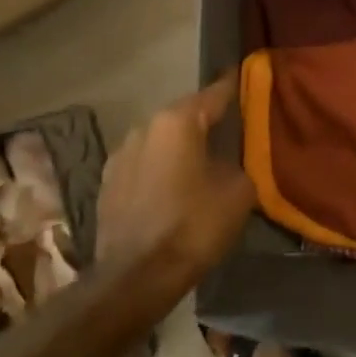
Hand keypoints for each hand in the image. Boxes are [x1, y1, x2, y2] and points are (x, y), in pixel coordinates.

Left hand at [96, 74, 257, 276]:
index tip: (248, 78)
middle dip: (207, 122)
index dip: (235, 87)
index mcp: (177, 121)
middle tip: (232, 131)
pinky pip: (144, 165)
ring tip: (203, 163)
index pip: (215, 93)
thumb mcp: (239, 192)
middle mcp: (144, 128)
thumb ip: (240, 164)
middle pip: (185, 116)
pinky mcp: (107, 184)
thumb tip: (231, 162)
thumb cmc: (193, 226)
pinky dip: (161, 169)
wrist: (135, 277)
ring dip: (180, 148)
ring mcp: (120, 155)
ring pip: (161, 141)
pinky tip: (174, 188)